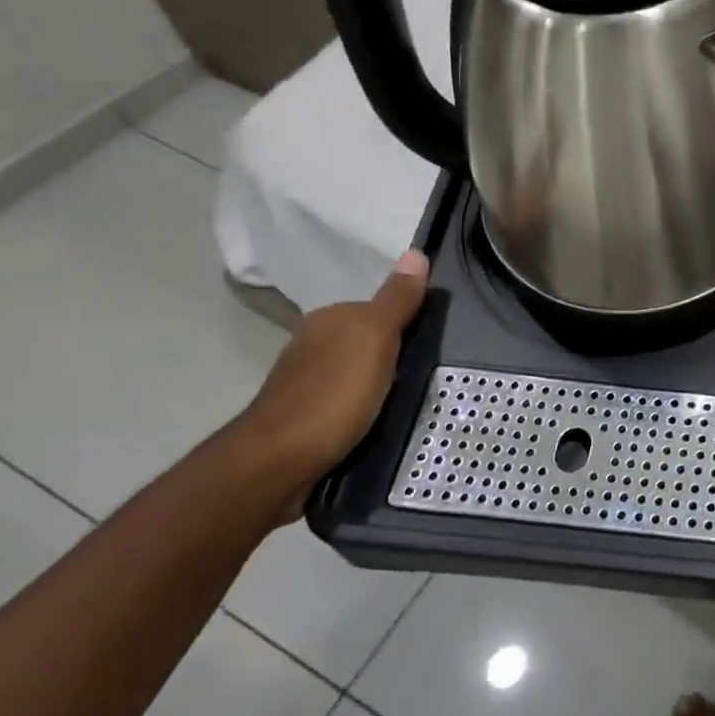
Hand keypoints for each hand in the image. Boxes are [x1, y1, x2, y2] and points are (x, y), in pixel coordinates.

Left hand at [231, 251, 430, 515]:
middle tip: (433, 370)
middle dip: (395, 352)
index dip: (408, 320)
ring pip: (357, 372)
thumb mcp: (375, 339)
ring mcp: (306, 383)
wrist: (277, 463)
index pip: (378, 308)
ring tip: (414, 398)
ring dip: (380, 382)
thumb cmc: (333, 394)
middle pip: (367, 340)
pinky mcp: (307, 419)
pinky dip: (366, 407)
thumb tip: (416, 252)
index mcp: (329, 319)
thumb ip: (397, 300)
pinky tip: (382, 420)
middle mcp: (313, 344)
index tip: (437, 339)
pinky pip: (348, 402)